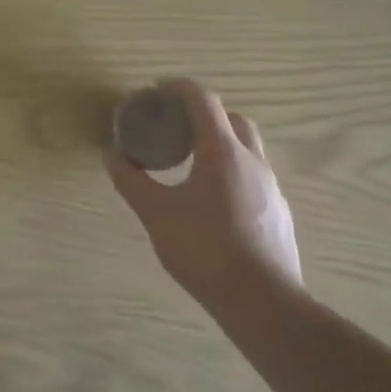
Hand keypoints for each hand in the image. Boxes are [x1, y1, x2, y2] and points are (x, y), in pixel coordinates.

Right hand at [105, 78, 303, 312]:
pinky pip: (254, 177)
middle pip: (232, 119)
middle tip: (177, 127)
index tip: (157, 90)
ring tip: (192, 164)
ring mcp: (271, 188)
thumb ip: (131, 181)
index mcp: (222, 152)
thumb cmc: (205, 249)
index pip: (203, 101)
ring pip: (247, 149)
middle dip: (204, 114)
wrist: (263, 303)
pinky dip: (232, 172)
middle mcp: (252, 161)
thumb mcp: (156, 214)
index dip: (179, 88)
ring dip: (221, 143)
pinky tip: (214, 201)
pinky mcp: (279, 213)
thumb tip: (112, 156)